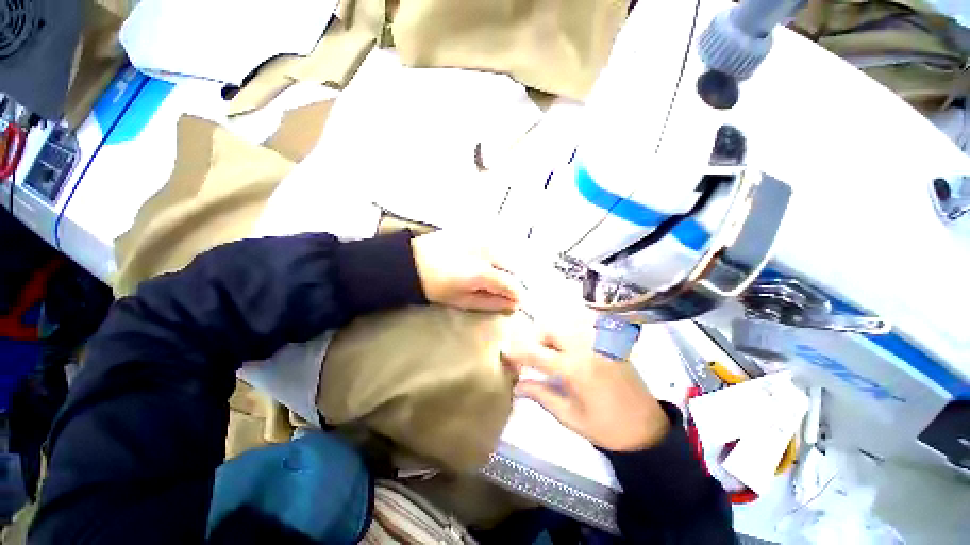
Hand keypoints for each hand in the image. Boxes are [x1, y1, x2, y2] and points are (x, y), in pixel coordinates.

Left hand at [411, 230, 522, 312]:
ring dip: (507, 267)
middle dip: (513, 280)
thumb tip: (513, 305)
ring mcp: (483, 238)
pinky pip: (497, 243)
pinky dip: (499, 254)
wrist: (413, 260)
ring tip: (495, 276)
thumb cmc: (436, 286)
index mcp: (482, 273)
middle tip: (503, 290)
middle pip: (515, 267)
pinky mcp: (477, 231)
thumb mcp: (463, 301)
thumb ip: (491, 302)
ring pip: (508, 253)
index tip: (515, 302)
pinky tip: (488, 261)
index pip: (513, 284)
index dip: (517, 296)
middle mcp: (487, 252)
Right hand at [501, 331, 669, 451]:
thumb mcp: (570, 417)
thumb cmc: (607, 428)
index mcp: (575, 369)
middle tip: (534, 356)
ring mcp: (598, 341)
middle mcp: (585, 347)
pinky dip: (568, 330)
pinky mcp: (607, 340)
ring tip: (550, 352)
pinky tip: (569, 347)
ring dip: (551, 332)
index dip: (517, 353)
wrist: (647, 427)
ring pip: (565, 322)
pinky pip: (581, 325)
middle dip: (536, 338)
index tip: (505, 354)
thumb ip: (542, 395)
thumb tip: (517, 385)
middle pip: (550, 327)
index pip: (536, 353)